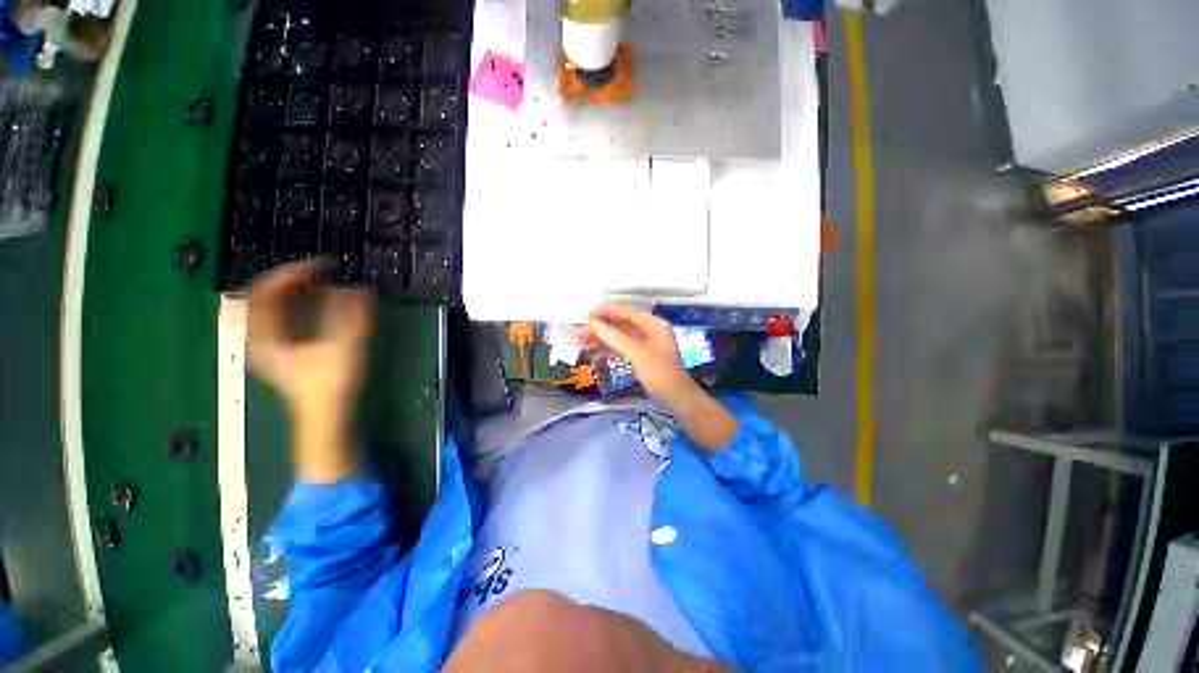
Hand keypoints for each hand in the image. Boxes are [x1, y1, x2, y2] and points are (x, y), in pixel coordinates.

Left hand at [247, 260, 372, 416]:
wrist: (325, 415)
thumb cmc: (330, 385)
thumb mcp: (344, 347)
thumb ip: (352, 317)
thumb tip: (359, 289)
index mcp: (266, 335)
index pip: (268, 290)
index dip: (293, 272)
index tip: (321, 265)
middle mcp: (259, 336)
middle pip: (266, 293)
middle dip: (294, 278)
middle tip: (322, 270)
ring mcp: (267, 342)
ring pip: (272, 303)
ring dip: (296, 288)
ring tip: (322, 281)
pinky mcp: (279, 347)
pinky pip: (280, 314)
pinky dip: (297, 301)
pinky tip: (317, 300)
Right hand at [588, 305, 736, 451]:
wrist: (676, 397)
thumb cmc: (659, 372)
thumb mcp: (636, 353)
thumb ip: (614, 337)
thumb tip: (593, 323)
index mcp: (653, 323)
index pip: (626, 312)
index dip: (605, 312)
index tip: (586, 316)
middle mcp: (650, 329)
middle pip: (621, 324)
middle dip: (601, 327)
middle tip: (580, 332)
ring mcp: (646, 342)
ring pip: (619, 336)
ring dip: (602, 339)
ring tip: (582, 343)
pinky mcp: (641, 355)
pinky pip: (622, 347)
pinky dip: (609, 348)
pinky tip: (594, 353)